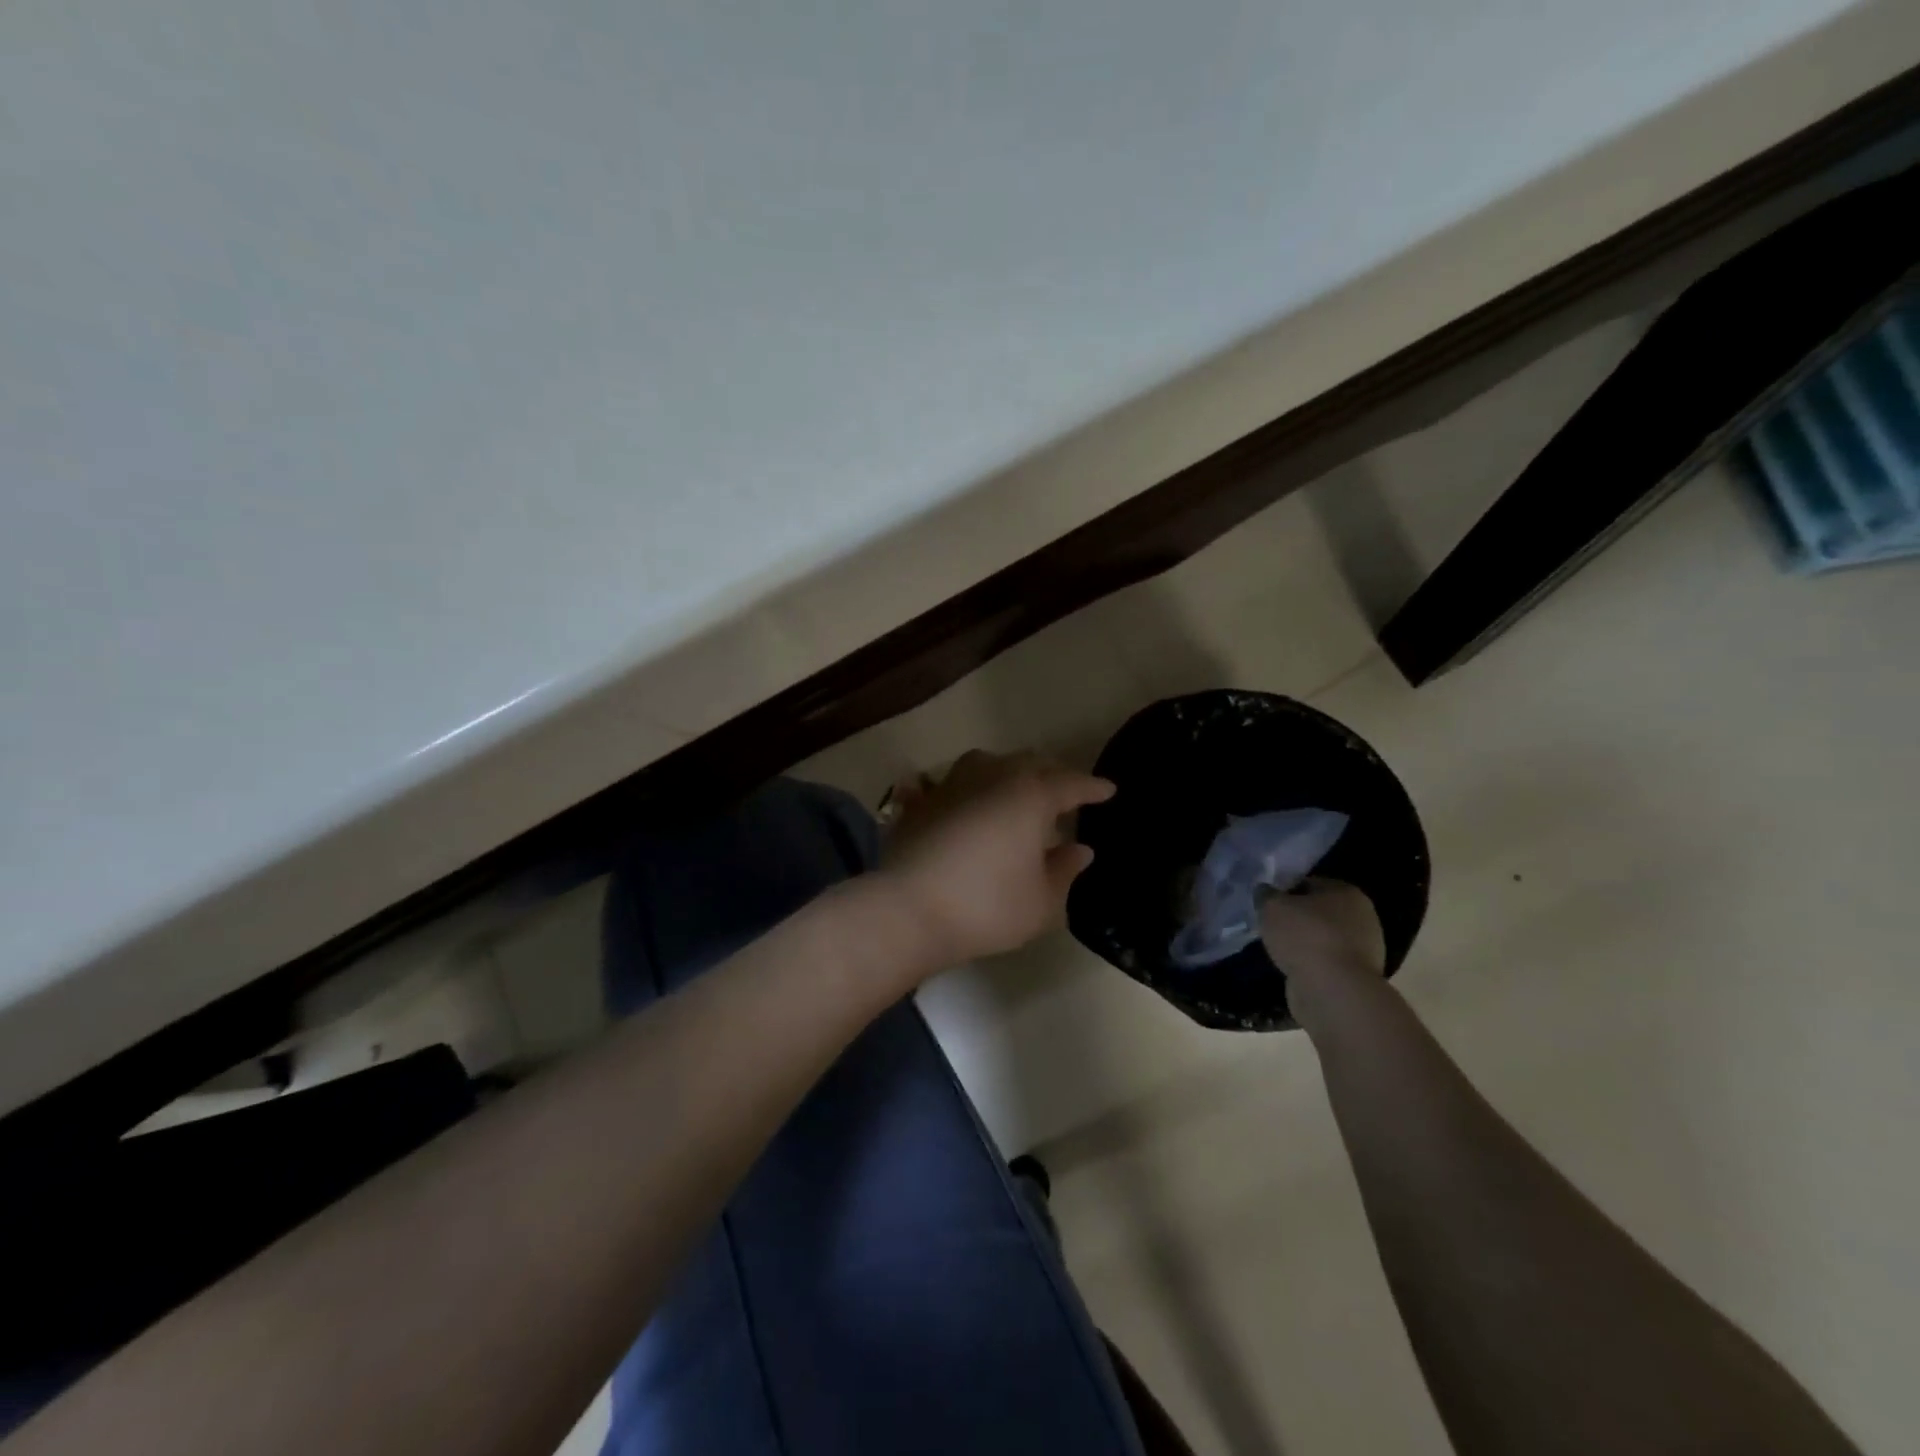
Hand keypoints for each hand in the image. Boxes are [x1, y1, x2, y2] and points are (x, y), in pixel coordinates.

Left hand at [879, 750, 1114, 966]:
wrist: (909, 910)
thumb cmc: (987, 906)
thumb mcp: (1041, 901)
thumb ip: (1064, 871)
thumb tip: (1079, 849)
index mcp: (1030, 796)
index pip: (1070, 784)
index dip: (1092, 788)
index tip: (1108, 791)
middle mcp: (992, 777)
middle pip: (1029, 764)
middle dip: (1052, 774)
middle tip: (1066, 792)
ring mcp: (952, 784)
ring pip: (987, 762)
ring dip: (1007, 772)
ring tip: (1014, 790)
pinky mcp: (921, 801)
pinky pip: (949, 783)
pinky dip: (964, 788)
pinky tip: (961, 801)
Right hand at [1259, 877, 1385, 1024]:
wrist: (1333, 991)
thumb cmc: (1305, 937)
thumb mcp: (1272, 906)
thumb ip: (1266, 895)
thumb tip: (1265, 891)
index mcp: (1347, 892)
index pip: (1310, 883)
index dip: (1285, 891)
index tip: (1267, 903)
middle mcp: (1362, 917)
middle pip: (1319, 912)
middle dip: (1296, 918)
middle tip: (1271, 925)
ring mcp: (1364, 950)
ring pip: (1323, 938)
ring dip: (1304, 943)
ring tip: (1278, 949)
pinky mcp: (1357, 977)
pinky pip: (1327, 962)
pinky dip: (1310, 964)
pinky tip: (1292, 967)